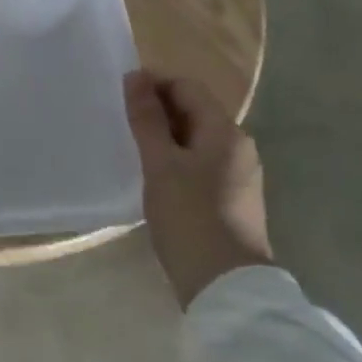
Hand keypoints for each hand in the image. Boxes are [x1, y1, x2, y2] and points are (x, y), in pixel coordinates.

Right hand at [123, 71, 271, 305]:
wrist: (226, 285)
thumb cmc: (189, 216)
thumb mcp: (160, 164)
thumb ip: (147, 118)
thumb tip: (135, 76)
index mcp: (225, 132)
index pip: (187, 87)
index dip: (153, 84)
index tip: (120, 97)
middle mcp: (240, 146)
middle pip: (194, 111)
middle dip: (158, 111)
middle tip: (122, 123)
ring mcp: (240, 174)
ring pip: (197, 139)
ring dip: (166, 136)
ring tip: (134, 149)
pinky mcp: (234, 198)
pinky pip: (202, 163)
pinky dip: (178, 159)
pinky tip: (156, 177)